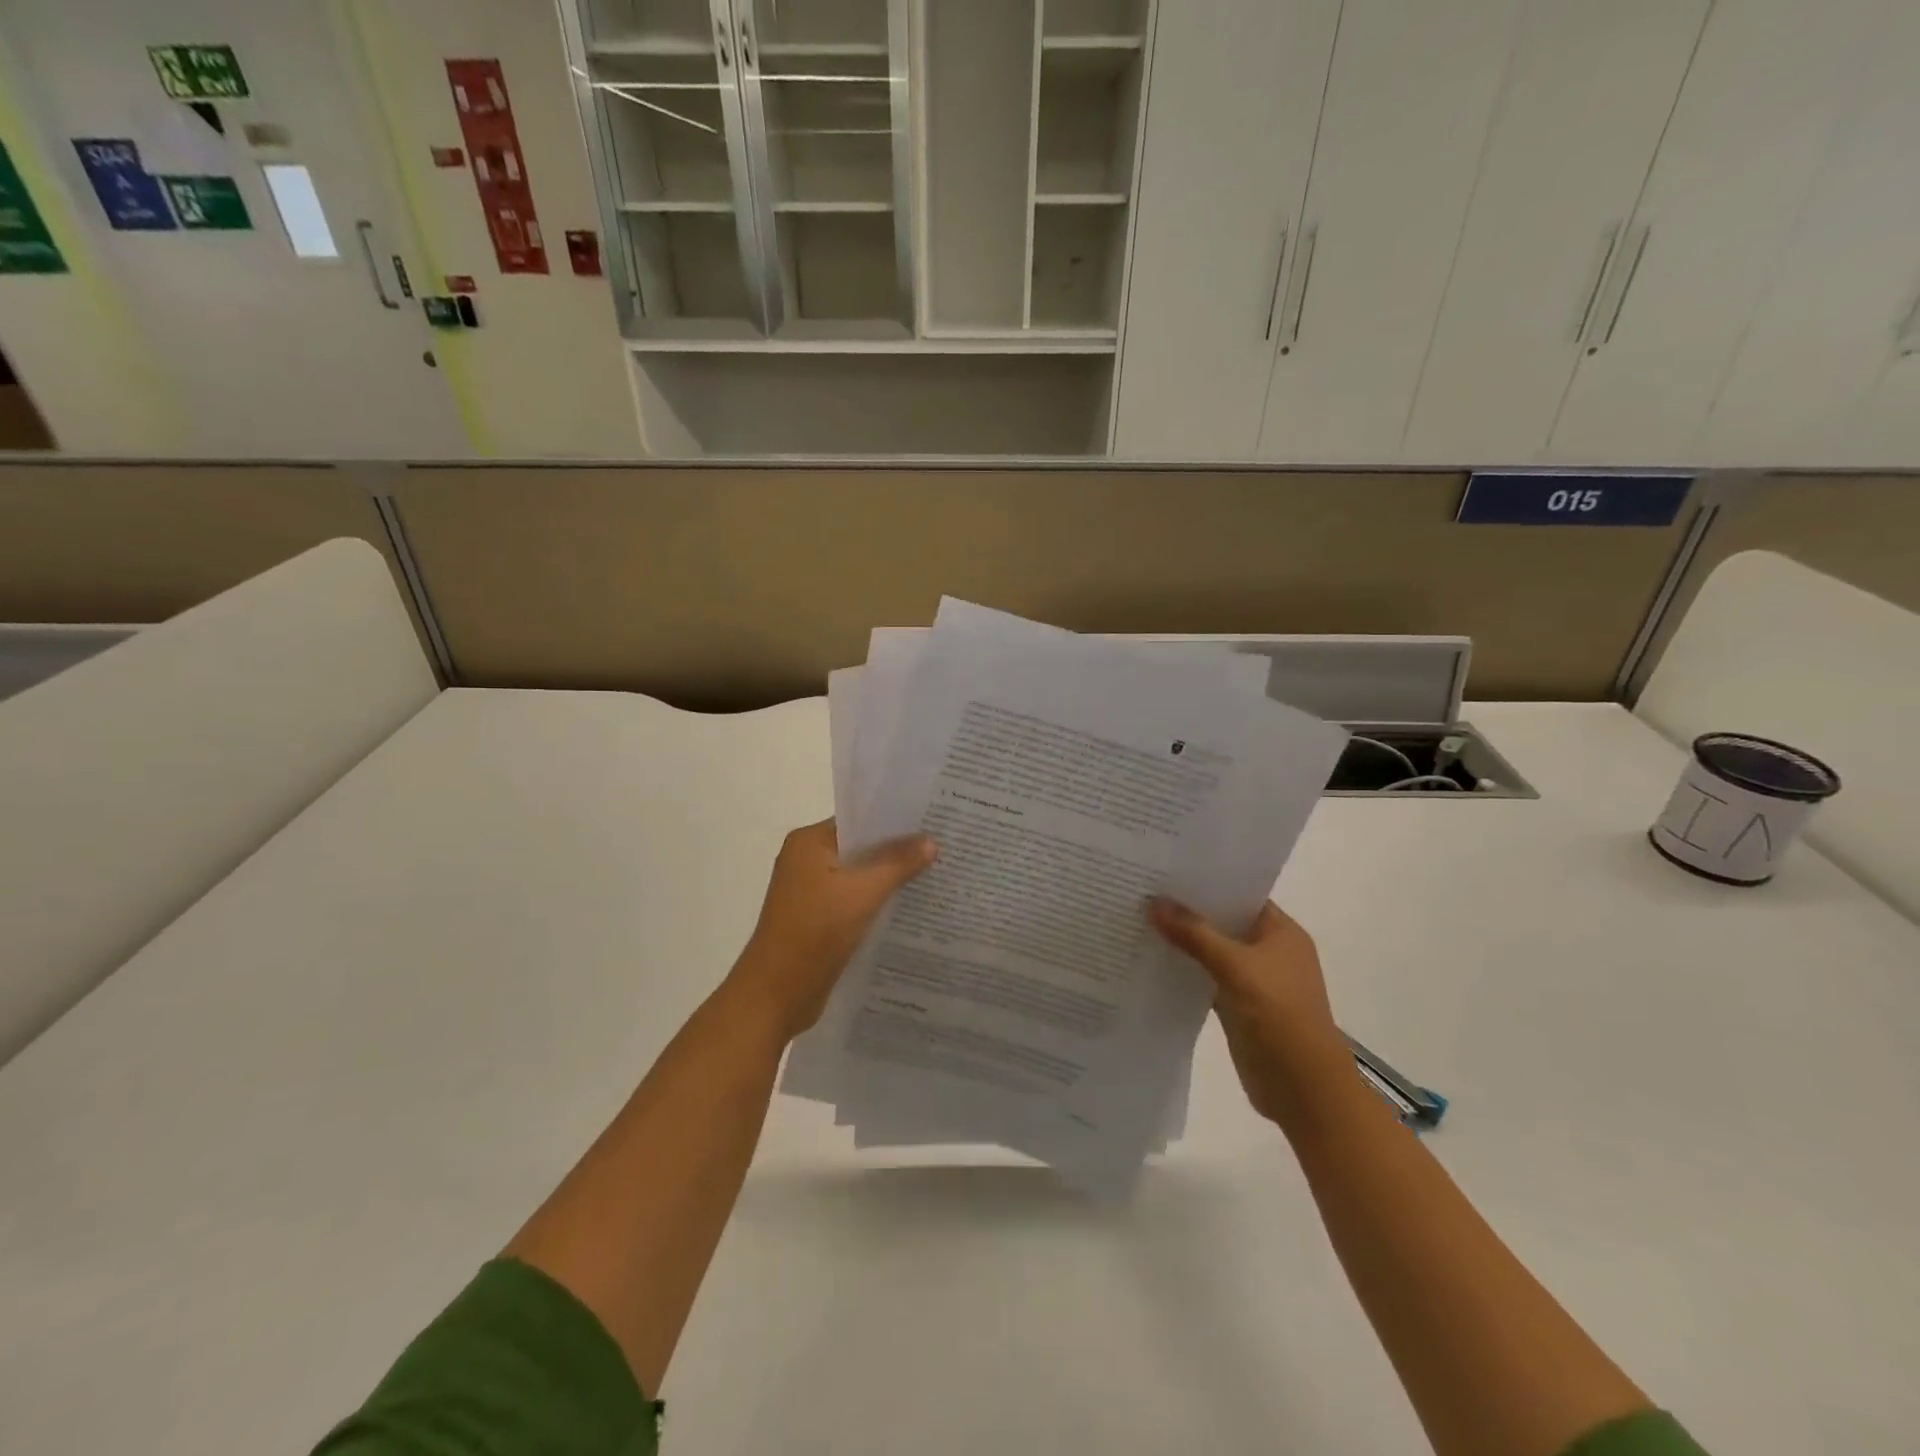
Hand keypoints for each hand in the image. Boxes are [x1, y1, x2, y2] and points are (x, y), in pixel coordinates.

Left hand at [726, 819, 936, 1042]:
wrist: (775, 995)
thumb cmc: (814, 932)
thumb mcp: (863, 893)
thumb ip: (898, 863)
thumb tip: (931, 840)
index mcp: (808, 842)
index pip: (859, 820)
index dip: (895, 821)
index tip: (932, 821)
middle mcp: (806, 860)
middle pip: (861, 847)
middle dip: (898, 850)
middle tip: (943, 846)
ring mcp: (810, 891)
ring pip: (859, 876)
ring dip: (890, 878)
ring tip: (935, 873)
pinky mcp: (818, 918)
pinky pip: (854, 900)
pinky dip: (878, 901)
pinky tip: (911, 906)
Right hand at [1149, 898, 1350, 1129]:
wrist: (1303, 1088)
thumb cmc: (1279, 1015)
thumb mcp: (1235, 967)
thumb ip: (1194, 934)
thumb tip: (1154, 902)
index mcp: (1281, 932)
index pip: (1241, 895)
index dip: (1207, 882)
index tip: (1167, 868)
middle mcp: (1269, 951)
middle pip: (1224, 922)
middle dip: (1188, 911)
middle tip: (1143, 889)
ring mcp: (1254, 981)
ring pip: (1212, 952)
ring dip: (1184, 942)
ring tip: (1139, 918)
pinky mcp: (1238, 1007)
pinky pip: (1206, 979)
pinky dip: (1185, 971)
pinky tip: (1151, 960)